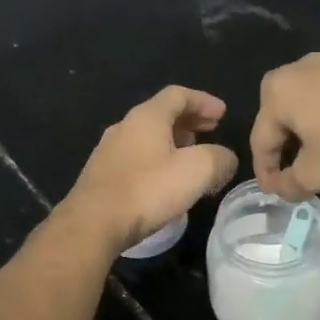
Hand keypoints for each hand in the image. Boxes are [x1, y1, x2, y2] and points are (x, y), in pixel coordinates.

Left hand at [56, 86, 239, 254]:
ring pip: (148, 137)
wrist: (93, 224)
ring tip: (193, 158)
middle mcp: (125, 126)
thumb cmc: (147, 190)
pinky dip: (158, 160)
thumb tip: (226, 159)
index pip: (179, 95)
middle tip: (211, 131)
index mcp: (147, 116)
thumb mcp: (197, 171)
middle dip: (190, 121)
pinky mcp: (102, 175)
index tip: (223, 114)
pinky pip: (137, 158)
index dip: (204, 101)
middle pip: (162, 114)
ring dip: (173, 142)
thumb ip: (219, 159)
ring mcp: (109, 151)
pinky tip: (166, 182)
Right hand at [250, 53, 319, 200]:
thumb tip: (281, 189)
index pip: (261, 140)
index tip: (274, 192)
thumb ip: (290, 185)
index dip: (265, 172)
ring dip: (309, 127)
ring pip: (308, 101)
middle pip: (280, 115)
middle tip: (293, 170)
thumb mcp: (316, 174)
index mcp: (276, 93)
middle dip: (283, 145)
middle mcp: (296, 68)